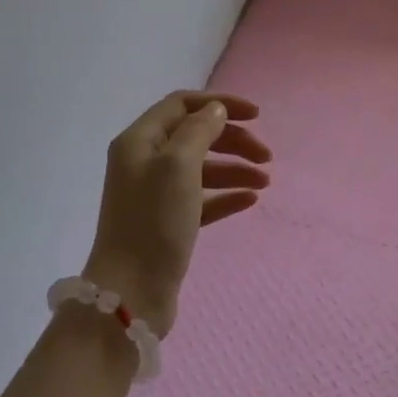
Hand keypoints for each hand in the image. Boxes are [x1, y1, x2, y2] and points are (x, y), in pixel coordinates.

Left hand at [82, 91, 271, 335]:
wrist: (131, 292)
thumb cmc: (153, 222)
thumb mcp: (177, 166)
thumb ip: (198, 131)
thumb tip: (215, 110)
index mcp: (139, 141)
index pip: (182, 105)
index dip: (220, 104)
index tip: (258, 116)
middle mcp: (144, 162)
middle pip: (195, 136)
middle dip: (232, 140)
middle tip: (266, 156)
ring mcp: (155, 195)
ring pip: (202, 169)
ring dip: (234, 169)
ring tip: (265, 181)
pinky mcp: (168, 223)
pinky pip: (202, 199)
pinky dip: (226, 195)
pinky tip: (250, 200)